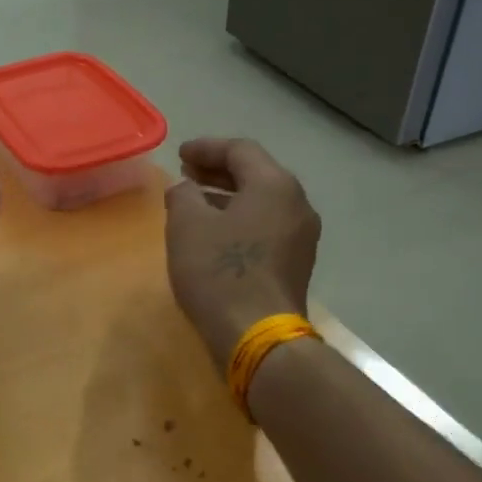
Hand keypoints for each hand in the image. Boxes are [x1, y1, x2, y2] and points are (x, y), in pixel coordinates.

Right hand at [164, 138, 321, 369]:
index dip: (206, 148)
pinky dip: (240, 219)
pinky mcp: (296, 263)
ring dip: (228, 196)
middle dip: (218, 171)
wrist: (257, 334)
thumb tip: (185, 188)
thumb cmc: (220, 271)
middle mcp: (296, 204)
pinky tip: (216, 233)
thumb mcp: (187, 224)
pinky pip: (266, 226)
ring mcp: (301, 236)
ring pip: (262, 202)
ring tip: (195, 202)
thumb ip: (182, 195)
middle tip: (186, 174)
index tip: (179, 154)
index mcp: (274, 185)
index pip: (240, 150)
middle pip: (256, 174)